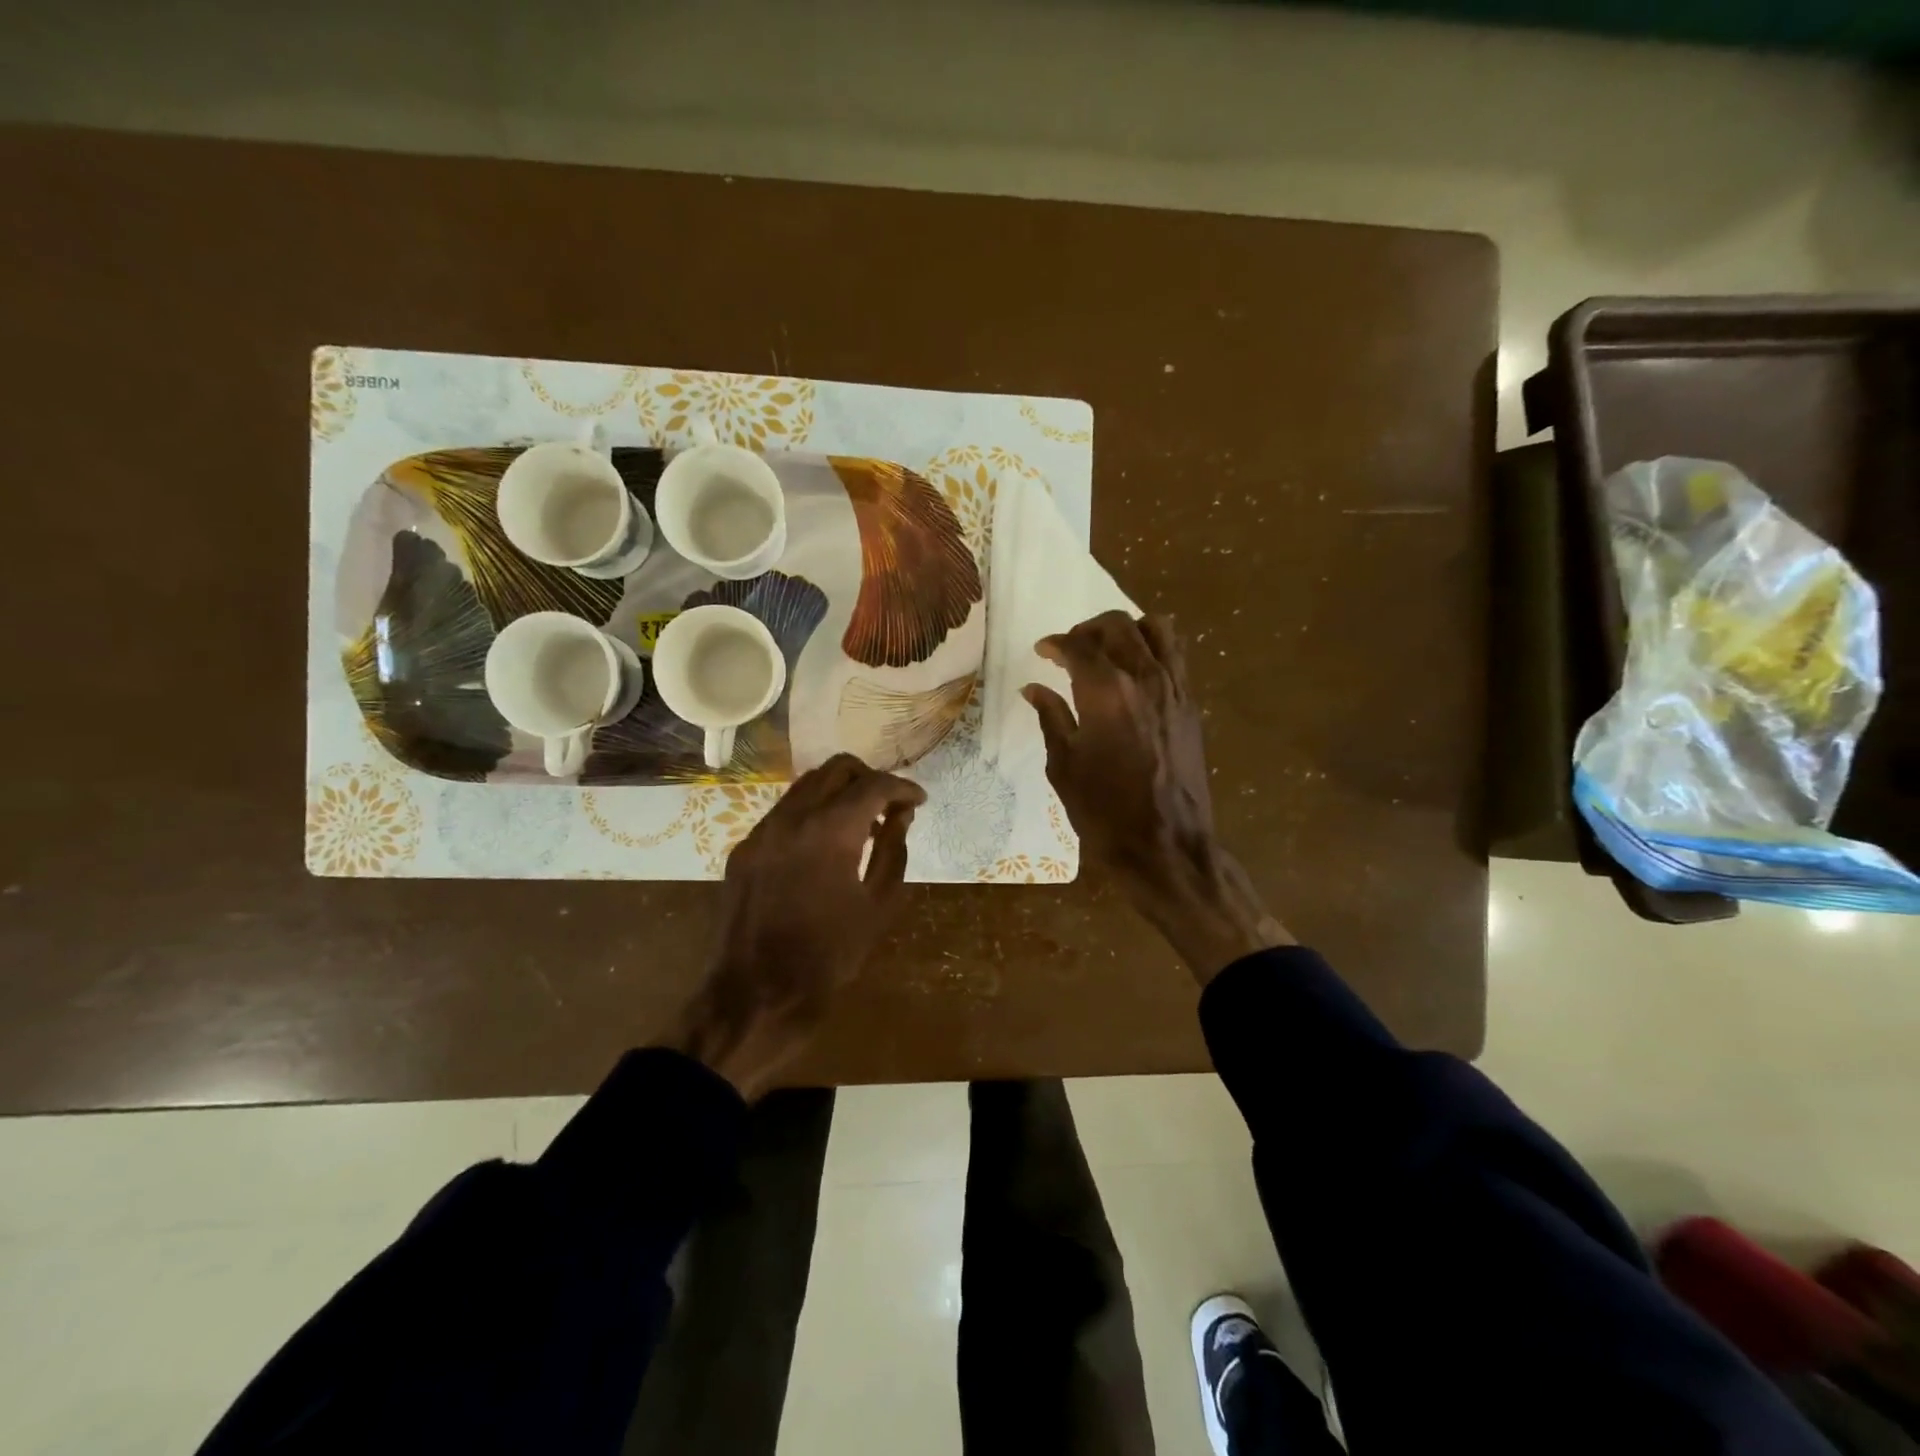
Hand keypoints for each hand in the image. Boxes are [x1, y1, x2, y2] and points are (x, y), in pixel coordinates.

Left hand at [671, 754, 925, 1098]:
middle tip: (889, 805)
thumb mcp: (878, 905)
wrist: (756, 994)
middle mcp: (792, 817)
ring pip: (805, 785)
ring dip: (838, 791)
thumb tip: (901, 815)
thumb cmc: (829, 955)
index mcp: (830, 830)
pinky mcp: (744, 849)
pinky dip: (811, 812)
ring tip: (859, 823)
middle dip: (869, 778)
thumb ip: (893, 850)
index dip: (903, 787)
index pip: (874, 785)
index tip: (919, 801)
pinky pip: (783, 812)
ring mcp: (762, 830)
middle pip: (836, 768)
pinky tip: (823, 845)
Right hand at [1023, 611, 1290, 983]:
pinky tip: (1136, 672)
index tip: (1043, 651)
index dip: (1056, 643)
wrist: (1166, 846)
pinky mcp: (1192, 705)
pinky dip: (1154, 648)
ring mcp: (1175, 689)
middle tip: (1072, 648)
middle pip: (1118, 626)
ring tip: (1109, 650)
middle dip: (1089, 629)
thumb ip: (1051, 718)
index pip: (1078, 646)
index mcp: (1106, 693)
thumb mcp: (1064, 766)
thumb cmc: (1104, 812)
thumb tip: (1034, 689)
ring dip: (1129, 629)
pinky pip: (1176, 656)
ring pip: (1157, 629)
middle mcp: (1144, 678)